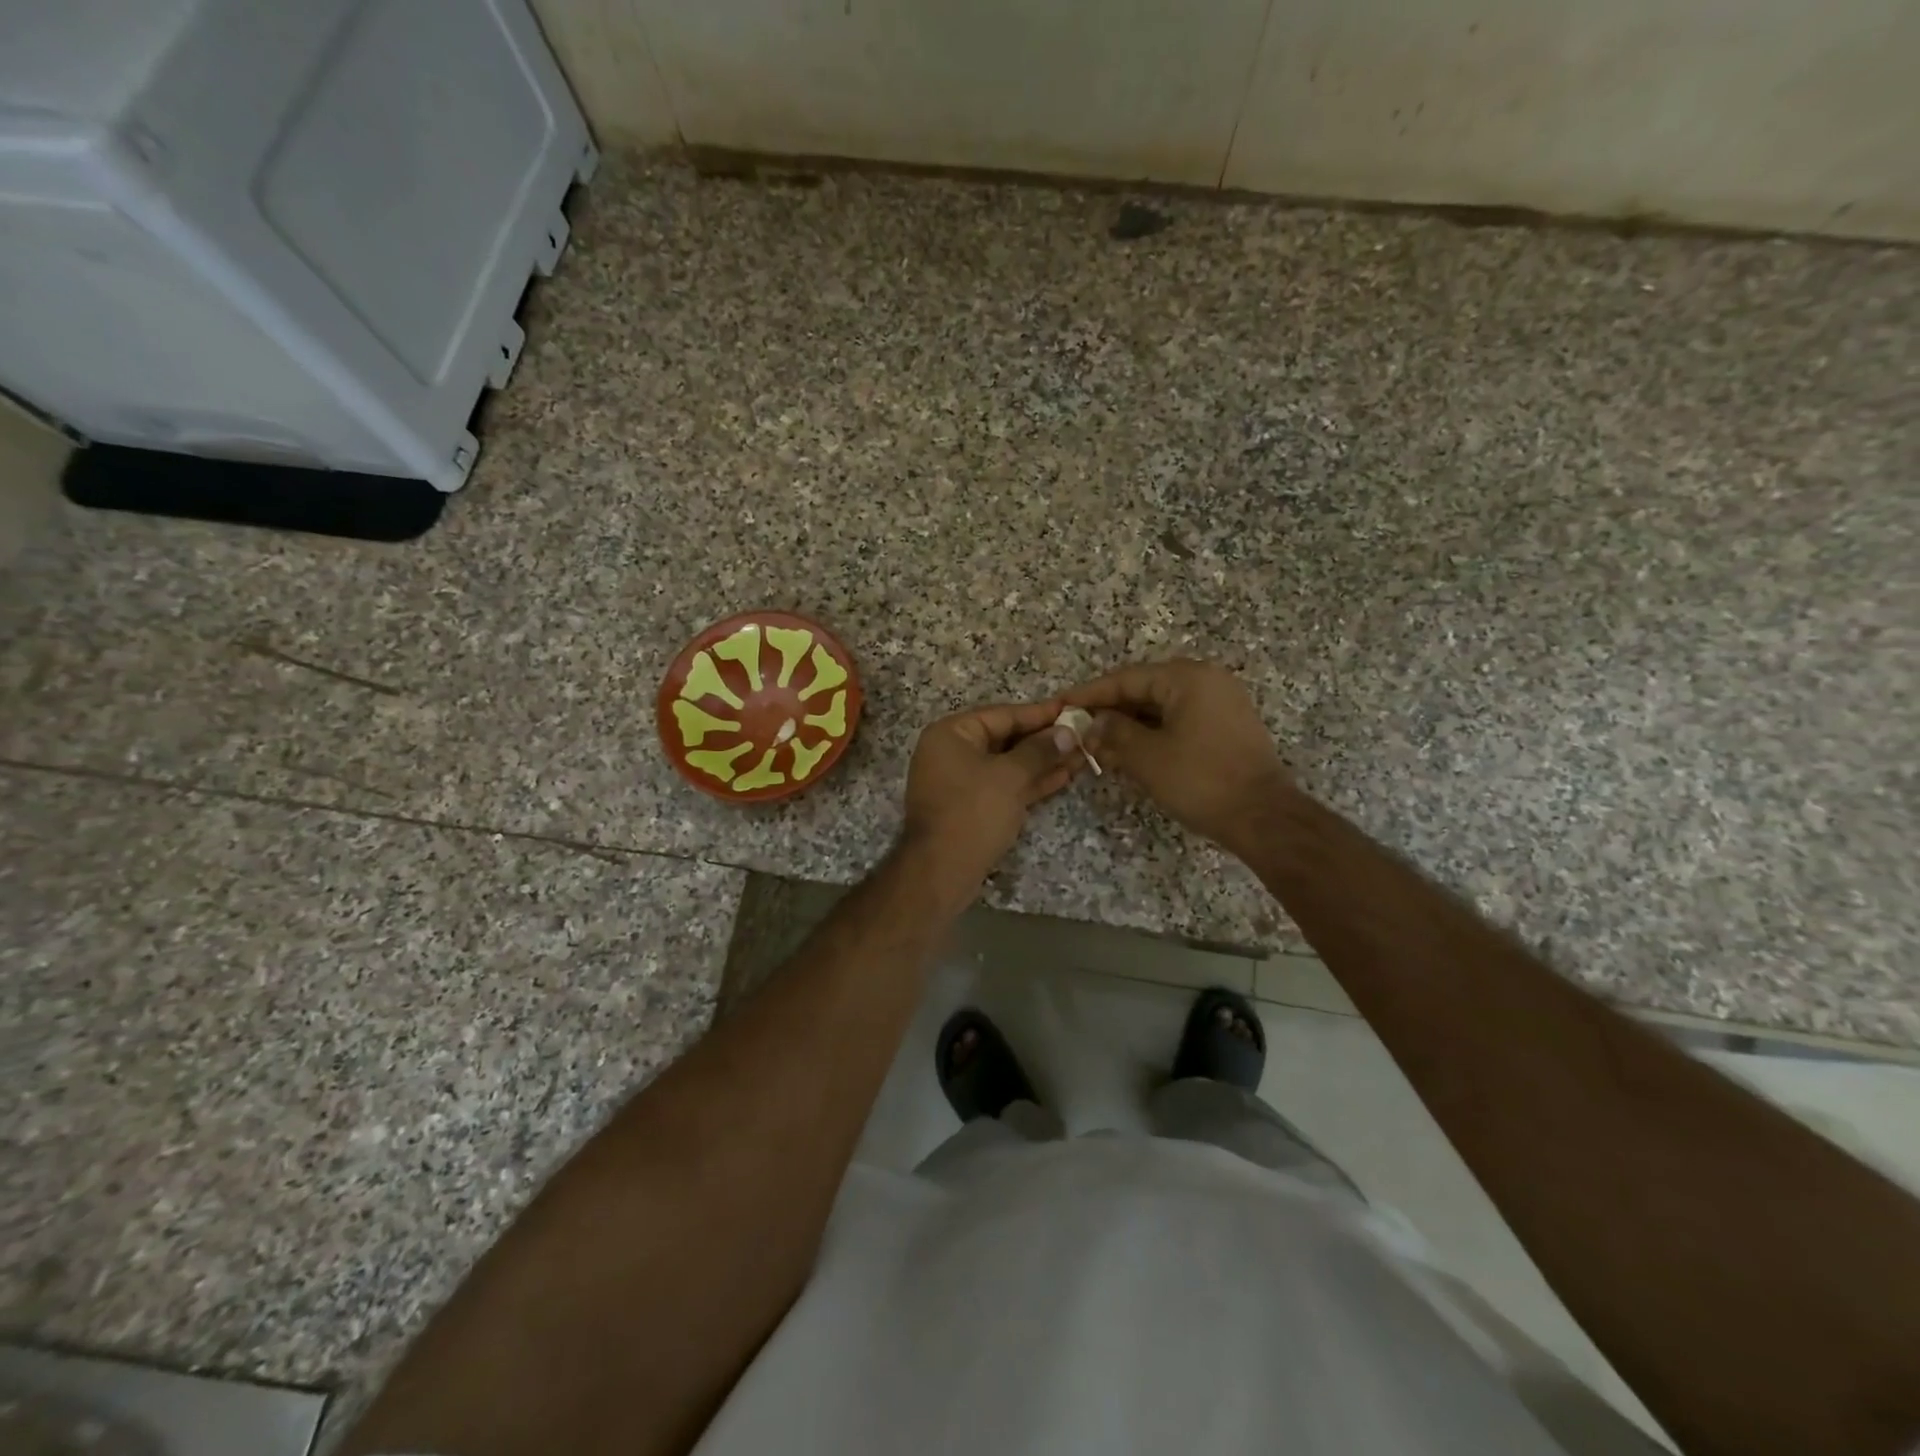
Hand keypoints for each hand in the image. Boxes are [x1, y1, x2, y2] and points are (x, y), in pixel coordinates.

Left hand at [901, 700, 1080, 905]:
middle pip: (1005, 738)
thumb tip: (1067, 732)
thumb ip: (1039, 750)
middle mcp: (952, 752)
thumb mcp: (1009, 776)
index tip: (1073, 709)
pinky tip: (1063, 777)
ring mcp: (961, 781)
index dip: (1040, 713)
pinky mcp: (971, 807)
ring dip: (1043, 762)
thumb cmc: (973, 812)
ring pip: (1008, 765)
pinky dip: (1030, 782)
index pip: (1003, 714)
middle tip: (1083, 735)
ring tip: (1082, 756)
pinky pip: (1004, 786)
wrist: (941, 871)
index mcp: (951, 734)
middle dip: (1044, 740)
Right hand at [1061, 660, 1293, 853]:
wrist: (1263, 817)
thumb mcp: (1147, 756)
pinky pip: (1179, 722)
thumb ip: (1114, 733)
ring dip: (1129, 728)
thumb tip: (1093, 723)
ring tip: (1098, 749)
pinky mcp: (1226, 729)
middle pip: (1145, 690)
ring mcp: (1220, 705)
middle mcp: (1207, 681)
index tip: (1062, 704)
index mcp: (1188, 678)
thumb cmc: (1200, 780)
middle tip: (1078, 731)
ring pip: (1161, 709)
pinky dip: (1152, 736)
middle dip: (1110, 713)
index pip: (1127, 678)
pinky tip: (1128, 755)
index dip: (1091, 694)